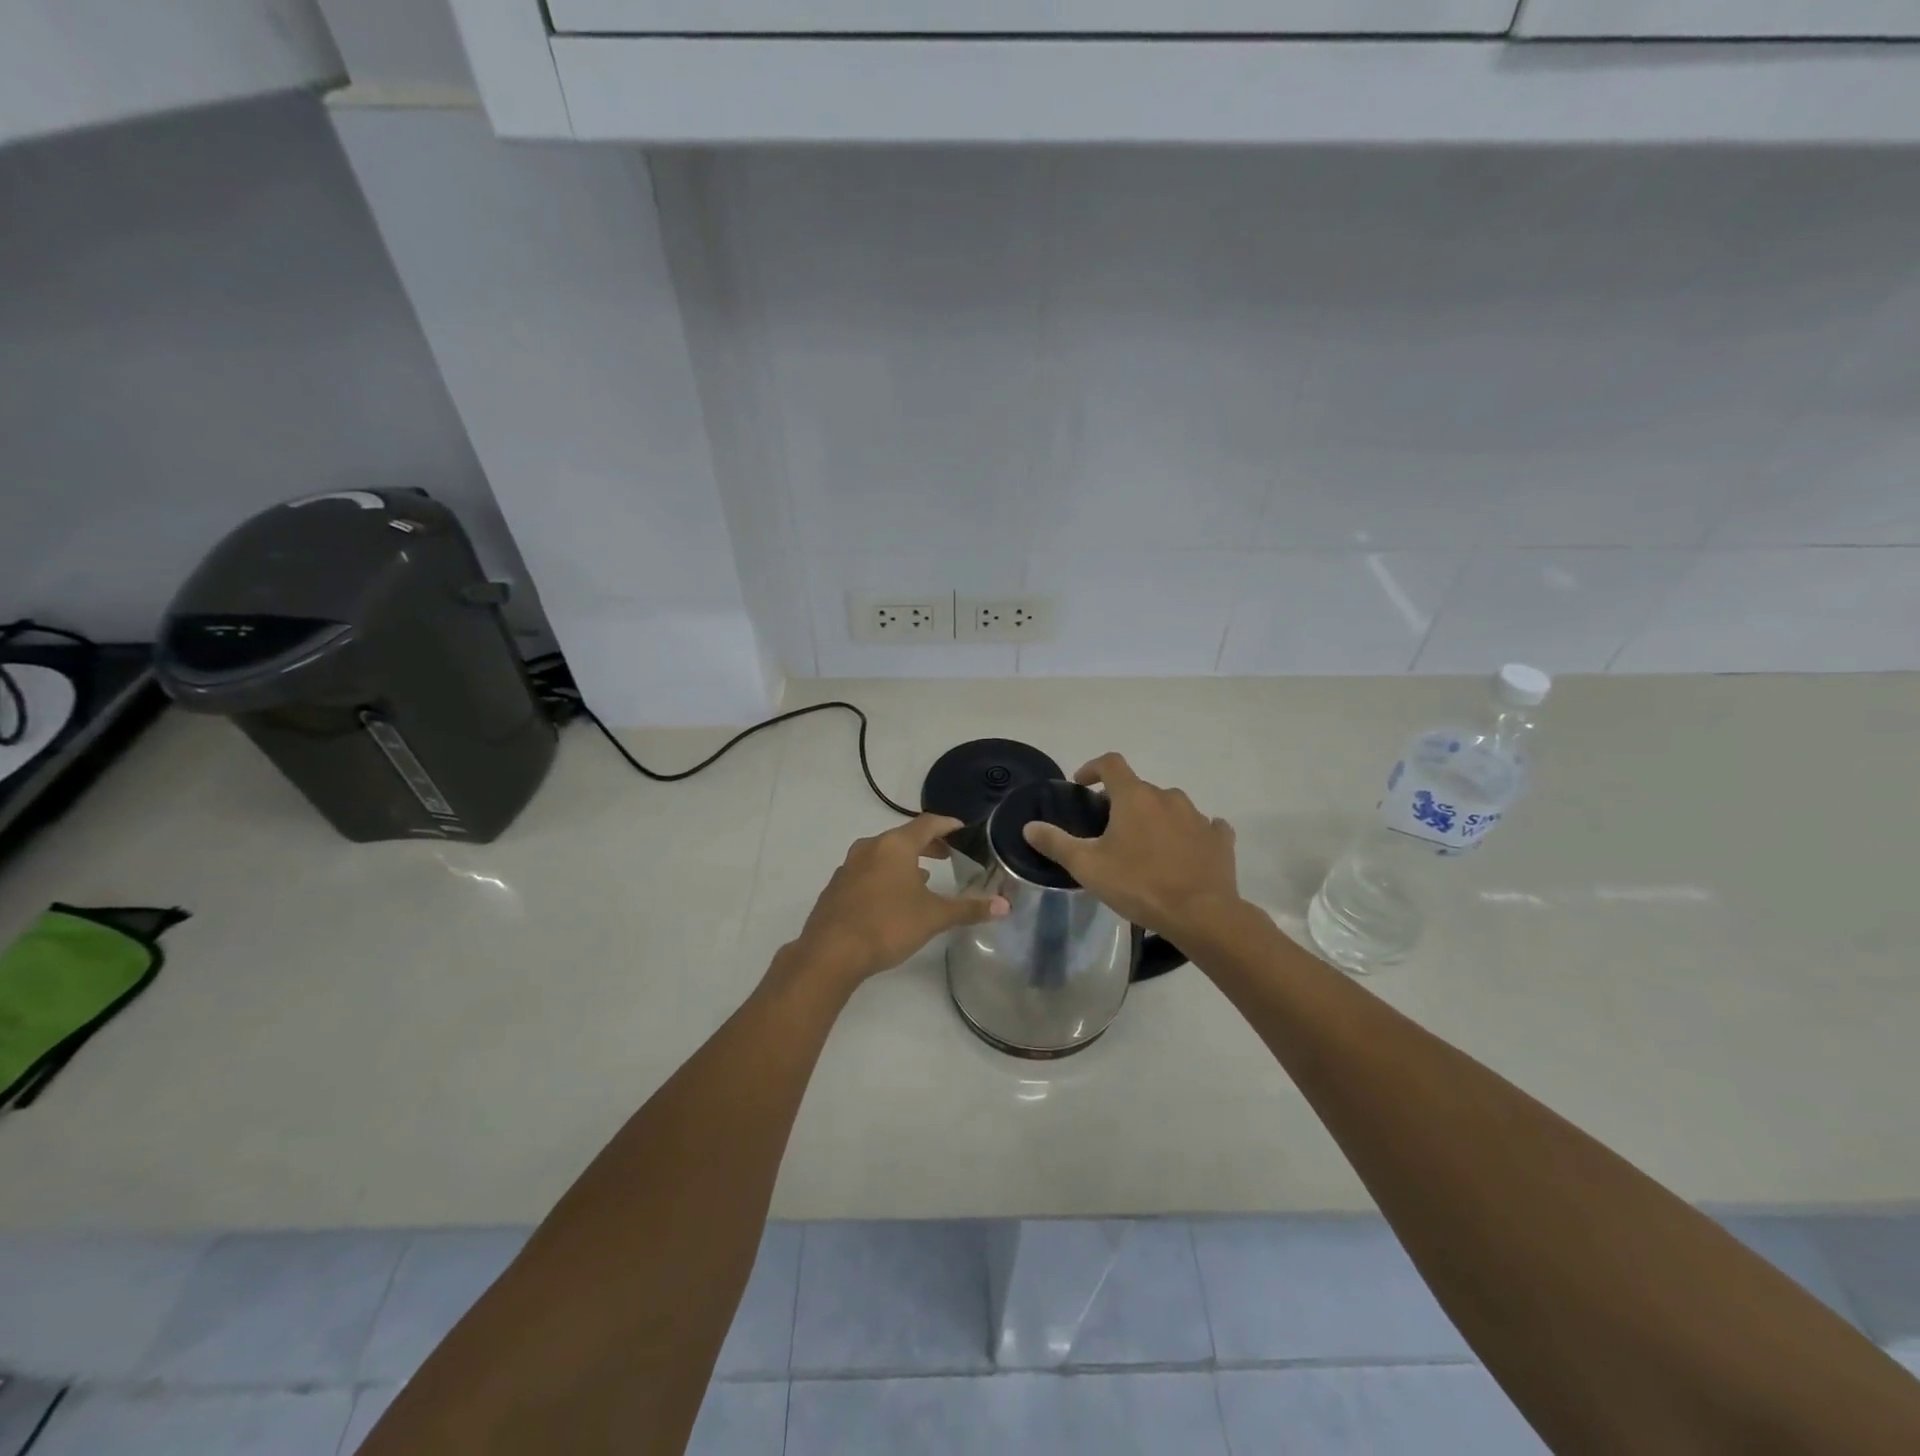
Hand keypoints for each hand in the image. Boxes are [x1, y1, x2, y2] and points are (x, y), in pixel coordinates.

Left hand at [793, 814, 1008, 984]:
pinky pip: (868, 871)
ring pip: (883, 854)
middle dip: (928, 845)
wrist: (830, 953)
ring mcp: (849, 866)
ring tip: (923, 877)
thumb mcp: (934, 917)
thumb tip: (1005, 906)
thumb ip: (969, 909)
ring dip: (905, 862)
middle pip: (904, 837)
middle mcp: (870, 847)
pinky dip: (885, 876)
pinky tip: (892, 898)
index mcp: (895, 845)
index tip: (963, 830)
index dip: (948, 825)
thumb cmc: (887, 925)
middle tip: (948, 855)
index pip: (927, 824)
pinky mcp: (837, 887)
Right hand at [1021, 753, 1242, 942]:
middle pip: (1139, 789)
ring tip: (1145, 847)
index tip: (1082, 785)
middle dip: (1122, 803)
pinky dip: (1190, 834)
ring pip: (1170, 807)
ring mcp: (1198, 817)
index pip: (1111, 763)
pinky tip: (1185, 853)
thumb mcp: (1087, 867)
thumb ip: (1056, 843)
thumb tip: (1030, 826)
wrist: (1201, 914)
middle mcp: (1168, 797)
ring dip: (1155, 818)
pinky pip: (1203, 827)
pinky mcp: (1219, 839)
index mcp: (1135, 797)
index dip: (1092, 768)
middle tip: (1109, 831)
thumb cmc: (1139, 885)